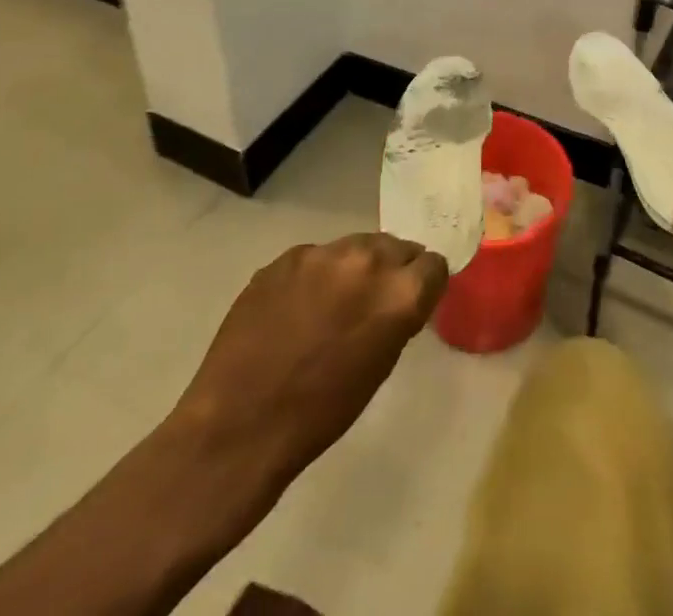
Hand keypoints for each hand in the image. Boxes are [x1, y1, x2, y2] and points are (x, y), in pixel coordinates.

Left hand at [167, 234, 448, 493]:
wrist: (239, 425)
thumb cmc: (320, 413)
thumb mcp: (379, 367)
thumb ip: (396, 316)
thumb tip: (397, 296)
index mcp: (399, 293)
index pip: (433, 265)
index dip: (424, 284)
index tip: (413, 301)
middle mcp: (367, 260)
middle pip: (396, 246)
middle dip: (391, 269)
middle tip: (373, 301)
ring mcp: (323, 253)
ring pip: (356, 246)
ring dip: (354, 268)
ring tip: (332, 304)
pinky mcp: (286, 256)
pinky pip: (316, 257)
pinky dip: (316, 276)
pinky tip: (296, 309)